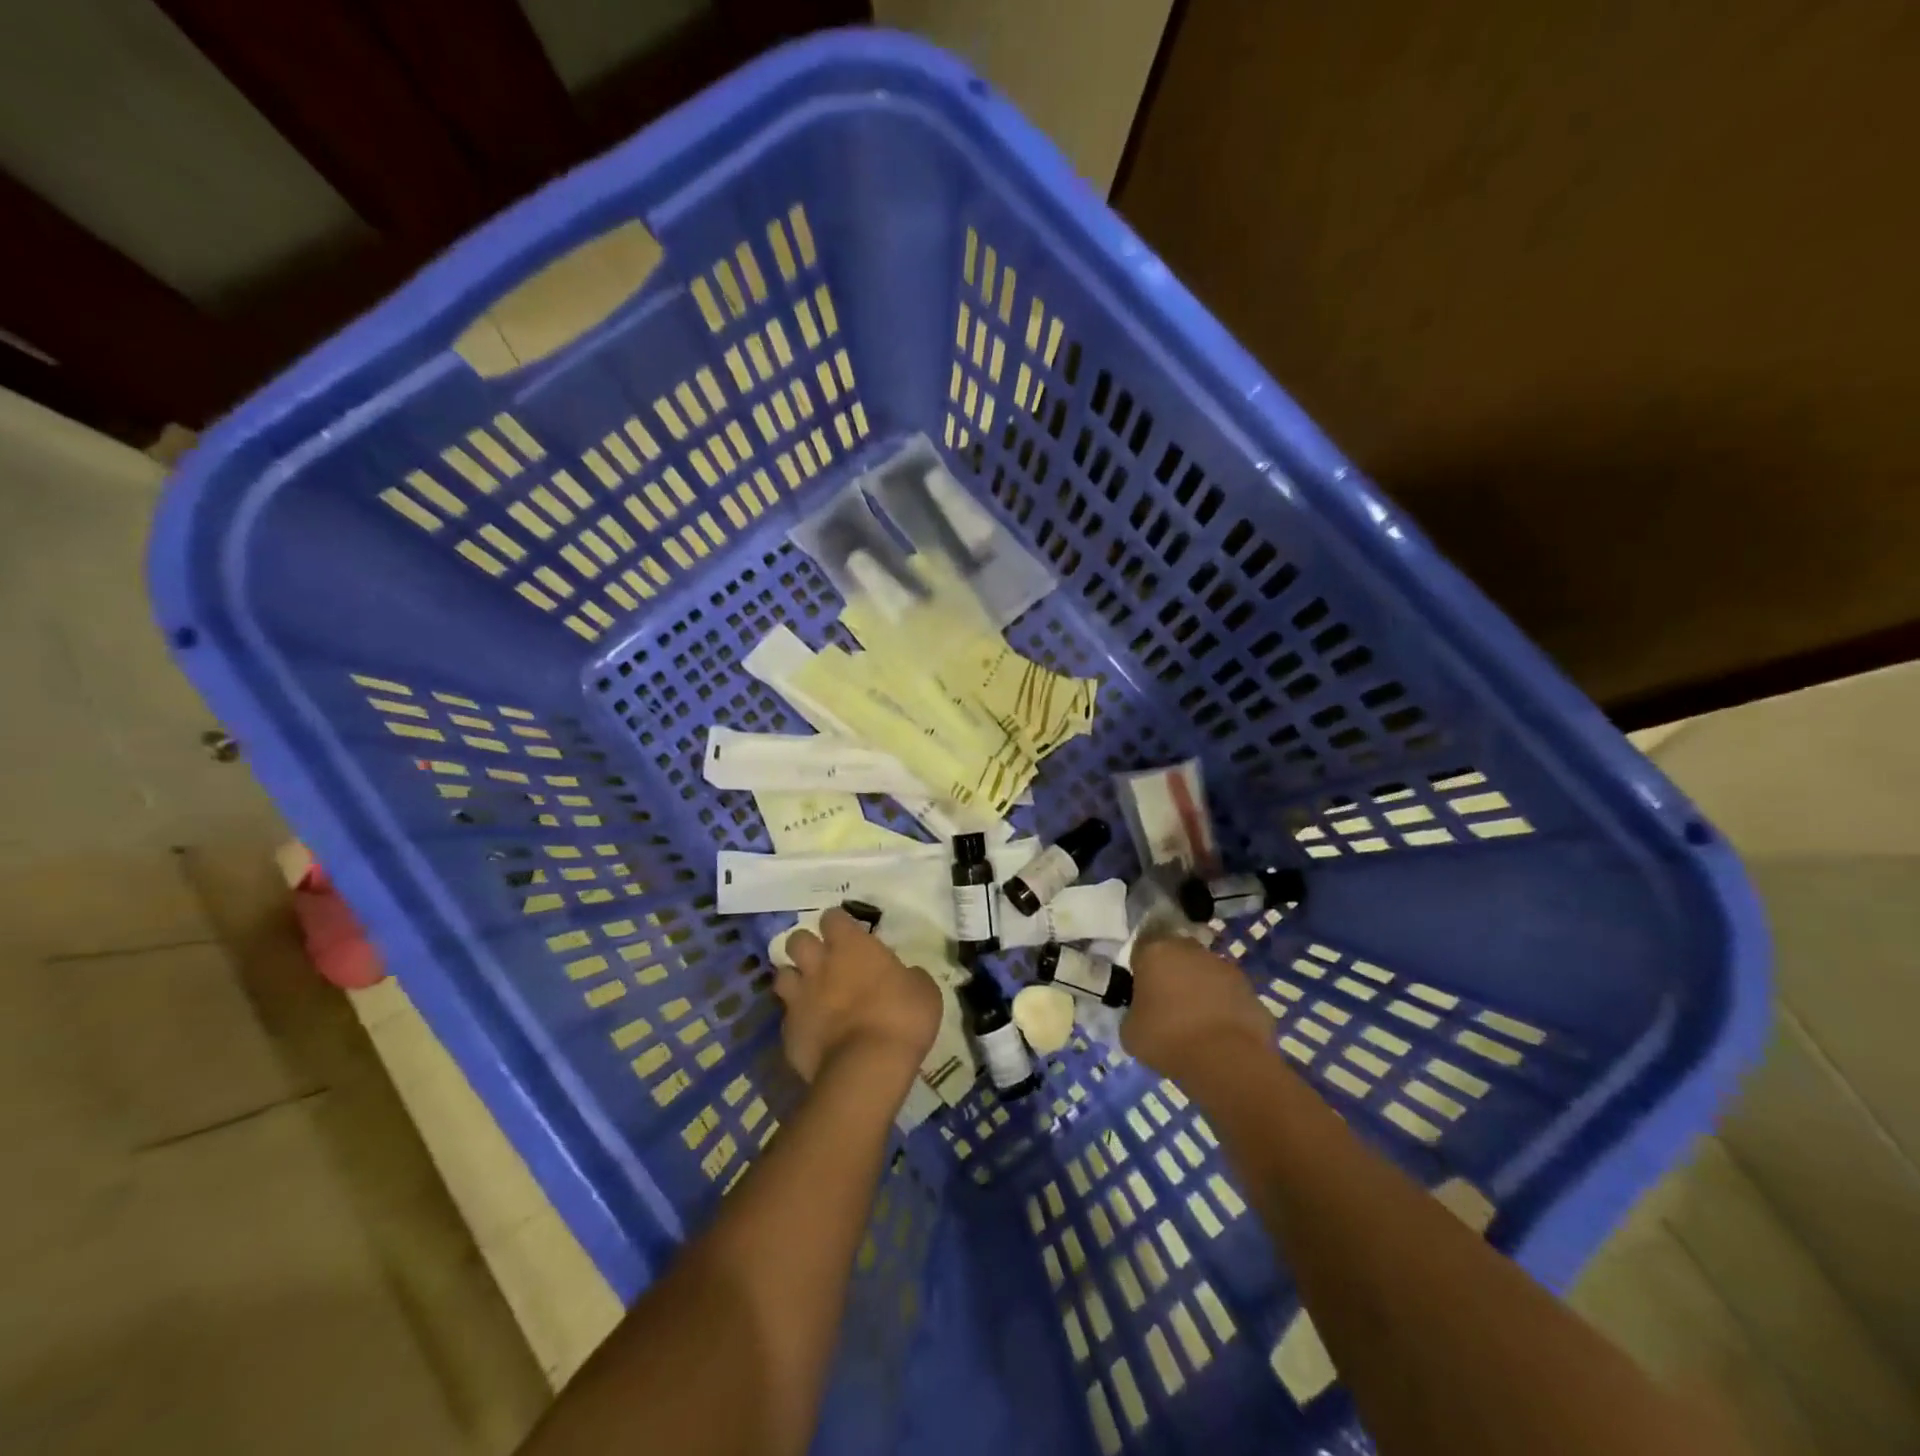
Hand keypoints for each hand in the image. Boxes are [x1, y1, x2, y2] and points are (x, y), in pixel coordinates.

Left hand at [776, 908, 941, 1082]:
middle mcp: (819, 966)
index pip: (832, 917)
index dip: (838, 923)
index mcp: (851, 946)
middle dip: (807, 945)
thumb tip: (905, 976)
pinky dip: (797, 1020)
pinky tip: (812, 1030)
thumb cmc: (901, 1019)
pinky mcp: (789, 1033)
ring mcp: (800, 999)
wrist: (867, 1068)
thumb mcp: (923, 990)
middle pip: (797, 940)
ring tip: (809, 991)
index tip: (847, 932)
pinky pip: (787, 1017)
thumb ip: (908, 976)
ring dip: (794, 979)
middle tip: (823, 958)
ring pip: (782, 975)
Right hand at [1122, 934, 1276, 1079]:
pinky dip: (1224, 1009)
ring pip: (1206, 973)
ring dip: (1200, 990)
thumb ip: (1133, 1012)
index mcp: (1156, 951)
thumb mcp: (1130, 1031)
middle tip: (1167, 1005)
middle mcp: (1191, 950)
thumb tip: (1142, 1013)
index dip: (1140, 969)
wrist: (1226, 1060)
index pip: (1142, 950)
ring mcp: (1226, 968)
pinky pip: (1229, 996)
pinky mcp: (1251, 990)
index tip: (1140, 991)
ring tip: (1196, 1024)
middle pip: (1177, 955)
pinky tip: (1219, 1035)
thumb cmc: (1167, 1038)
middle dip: (1173, 974)